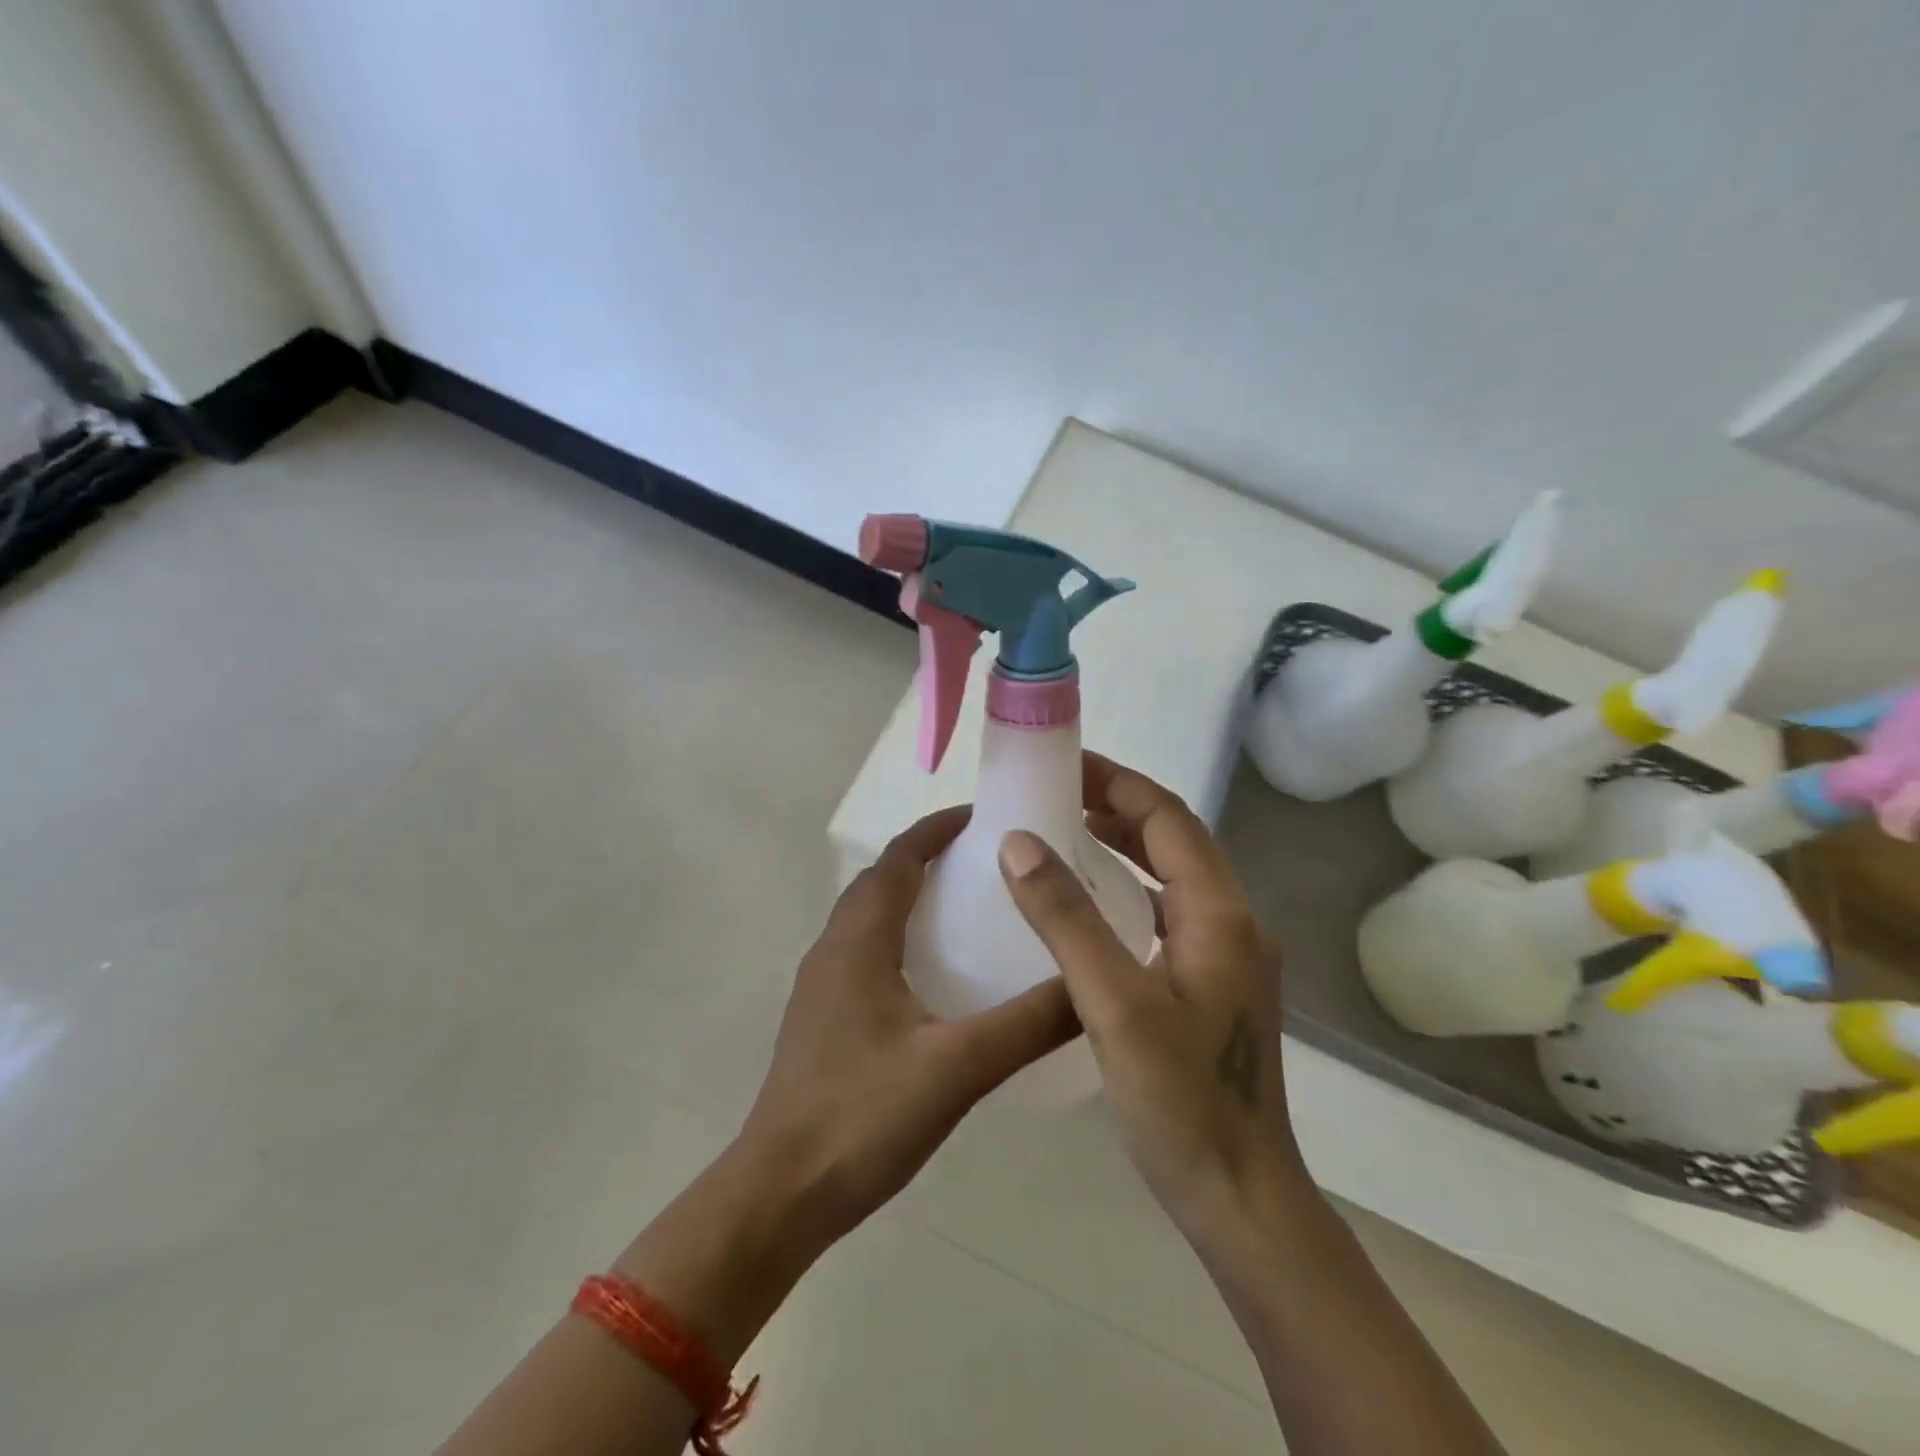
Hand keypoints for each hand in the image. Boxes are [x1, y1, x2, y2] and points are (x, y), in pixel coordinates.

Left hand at [735, 805, 1080, 1255]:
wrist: (780, 1194)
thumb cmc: (863, 1117)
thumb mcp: (958, 1067)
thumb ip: (1028, 1024)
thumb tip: (1093, 986)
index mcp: (859, 940)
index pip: (898, 858)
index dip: (937, 829)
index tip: (985, 817)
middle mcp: (833, 948)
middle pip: (881, 880)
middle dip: (929, 857)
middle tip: (987, 862)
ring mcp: (821, 984)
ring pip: (869, 916)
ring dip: (911, 896)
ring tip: (968, 907)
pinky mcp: (822, 1017)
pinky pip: (863, 951)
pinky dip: (899, 936)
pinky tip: (935, 975)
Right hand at [997, 755, 1309, 1250]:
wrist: (1241, 1198)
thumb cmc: (1180, 1101)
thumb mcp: (1113, 1005)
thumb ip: (1066, 918)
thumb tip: (1019, 842)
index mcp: (1219, 915)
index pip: (1168, 819)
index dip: (1118, 784)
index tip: (1064, 764)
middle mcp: (1232, 924)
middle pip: (1175, 840)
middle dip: (1118, 807)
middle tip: (1056, 793)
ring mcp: (1226, 957)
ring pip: (1173, 876)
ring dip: (1125, 846)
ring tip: (1066, 832)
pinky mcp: (1211, 985)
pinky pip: (1167, 912)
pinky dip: (1129, 889)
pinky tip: (1090, 904)